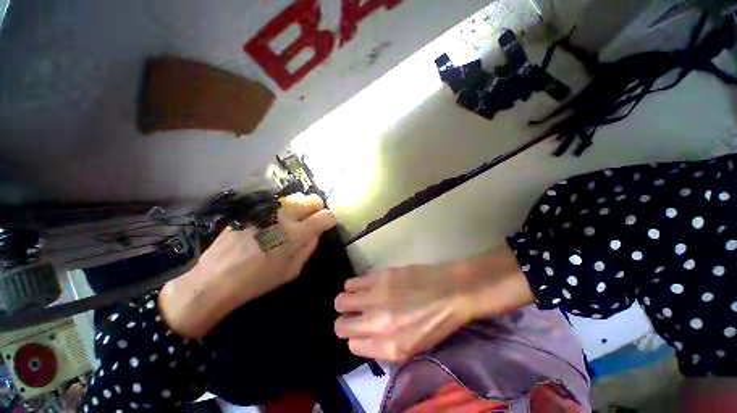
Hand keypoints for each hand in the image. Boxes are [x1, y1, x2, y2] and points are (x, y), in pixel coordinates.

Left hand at [160, 193, 336, 338]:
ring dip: (301, 207)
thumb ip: (309, 247)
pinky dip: (285, 208)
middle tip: (310, 222)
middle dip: (317, 209)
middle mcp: (283, 215)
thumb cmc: (256, 280)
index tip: (325, 226)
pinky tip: (275, 221)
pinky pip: (279, 202)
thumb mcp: (292, 271)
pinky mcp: (253, 208)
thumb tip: (316, 232)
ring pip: (296, 197)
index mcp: (295, 233)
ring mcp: (267, 208)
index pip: (325, 216)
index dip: (329, 220)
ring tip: (293, 221)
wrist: (213, 278)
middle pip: (313, 200)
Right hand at [334, 245, 533, 361]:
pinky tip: (363, 285)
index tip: (359, 331)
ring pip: (341, 300)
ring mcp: (377, 297)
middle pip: (341, 324)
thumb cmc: (437, 322)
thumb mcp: (414, 346)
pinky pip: (352, 282)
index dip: (355, 338)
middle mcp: (378, 323)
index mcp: (390, 346)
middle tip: (354, 314)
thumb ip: (385, 346)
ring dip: (347, 301)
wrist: (452, 290)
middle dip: (345, 320)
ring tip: (358, 298)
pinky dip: (353, 286)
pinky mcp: (380, 276)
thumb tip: (364, 337)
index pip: (353, 346)